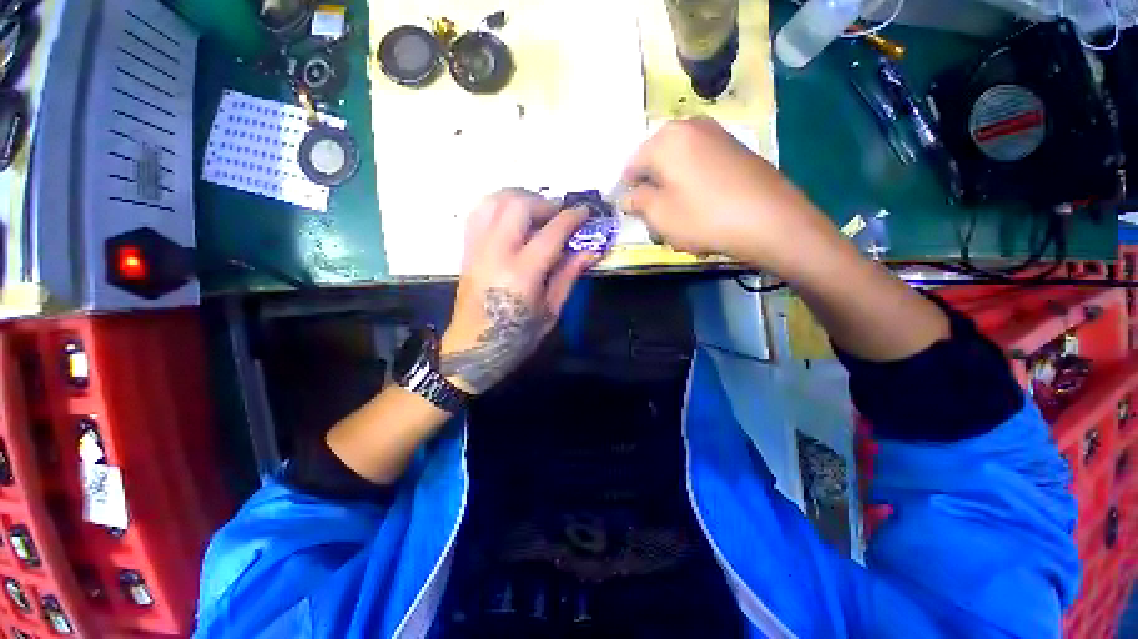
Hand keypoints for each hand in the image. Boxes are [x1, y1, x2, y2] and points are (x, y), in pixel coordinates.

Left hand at [440, 190, 596, 394]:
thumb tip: (591, 251)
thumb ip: (568, 276)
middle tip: (559, 215)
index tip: (585, 212)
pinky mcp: (466, 250)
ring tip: (536, 211)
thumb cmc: (517, 336)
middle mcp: (495, 254)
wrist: (473, 349)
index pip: (551, 233)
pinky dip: (498, 205)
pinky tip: (512, 217)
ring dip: (520, 198)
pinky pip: (478, 213)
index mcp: (522, 274)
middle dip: (544, 203)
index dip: (572, 218)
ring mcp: (477, 249)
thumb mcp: (551, 311)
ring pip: (494, 201)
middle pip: (518, 206)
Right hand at [621, 118, 841, 278]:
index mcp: (666, 138)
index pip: (632, 164)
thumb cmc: (704, 217)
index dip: (627, 189)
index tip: (631, 210)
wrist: (770, 219)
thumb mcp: (660, 215)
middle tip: (656, 214)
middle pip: (657, 159)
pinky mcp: (736, 147)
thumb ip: (637, 201)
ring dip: (672, 185)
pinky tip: (702, 203)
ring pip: (679, 161)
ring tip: (680, 212)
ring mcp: (716, 134)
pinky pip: (700, 162)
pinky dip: (693, 181)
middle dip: (652, 186)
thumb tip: (627, 196)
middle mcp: (690, 125)